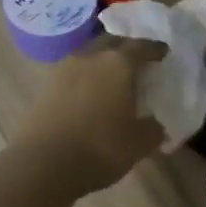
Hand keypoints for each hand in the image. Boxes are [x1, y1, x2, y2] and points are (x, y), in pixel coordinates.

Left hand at [11, 36, 166, 195]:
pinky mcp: (45, 86)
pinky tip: (89, 93)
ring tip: (112, 76)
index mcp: (118, 64)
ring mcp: (63, 70)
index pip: (141, 47)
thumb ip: (153, 129)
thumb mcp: (139, 143)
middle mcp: (90, 57)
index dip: (154, 49)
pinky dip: (85, 77)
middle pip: (111, 42)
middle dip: (126, 48)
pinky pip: (72, 73)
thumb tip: (155, 124)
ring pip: (88, 55)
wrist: (43, 164)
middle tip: (137, 60)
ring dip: (102, 61)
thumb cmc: (100, 147)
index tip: (163, 52)